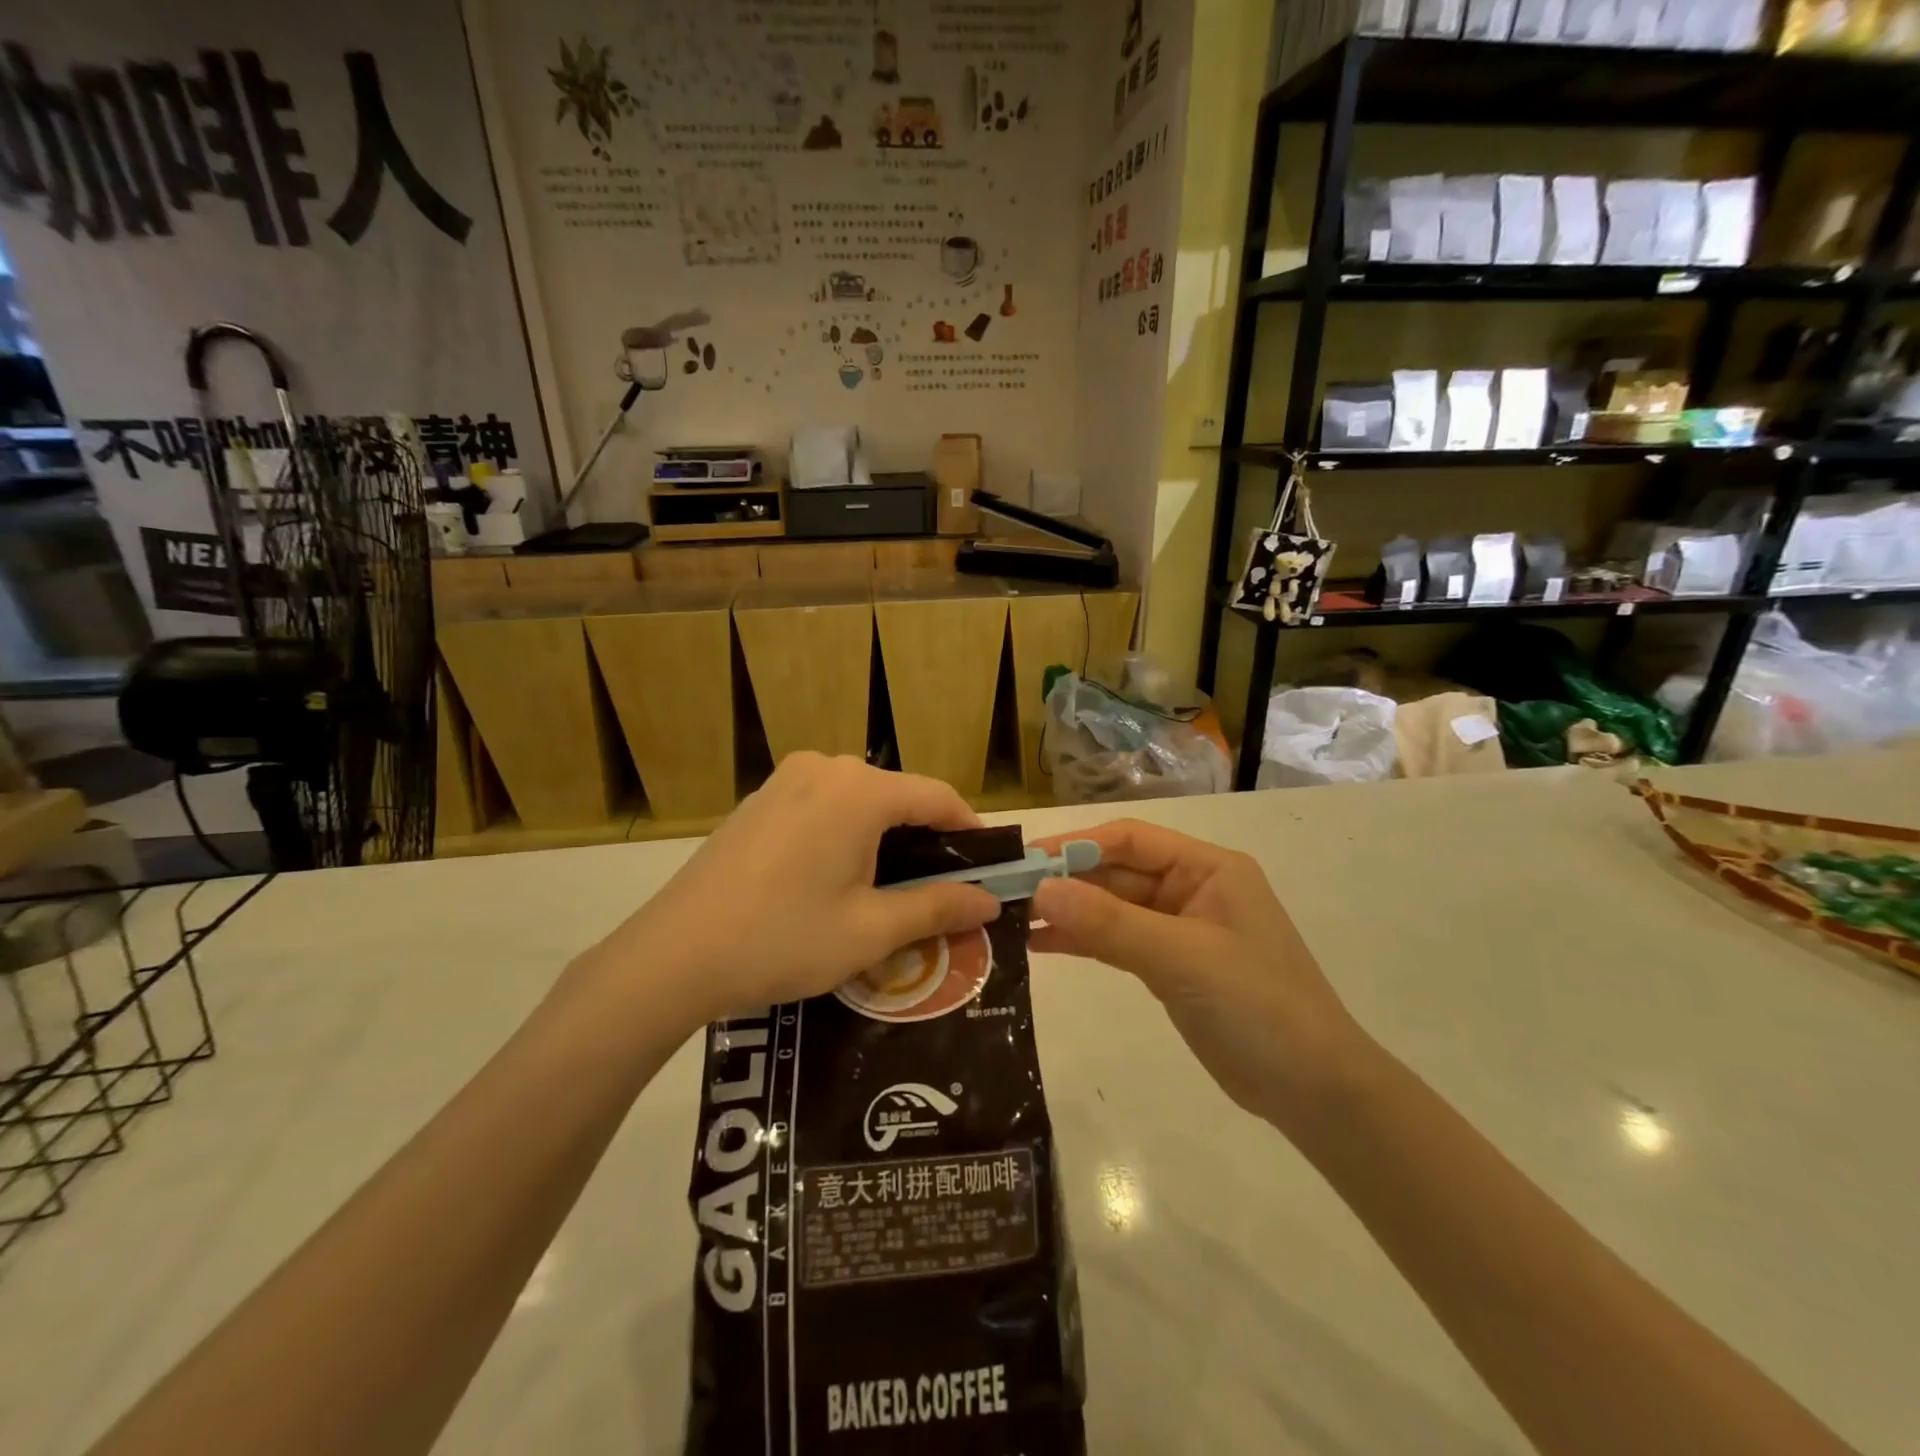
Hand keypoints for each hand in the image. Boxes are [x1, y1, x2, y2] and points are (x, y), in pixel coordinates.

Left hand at [603, 754, 999, 1026]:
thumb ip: (936, 907)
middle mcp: (824, 769)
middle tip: (943, 890)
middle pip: (897, 796)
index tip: (989, 867)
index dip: (970, 830)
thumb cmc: (782, 939)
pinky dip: (846, 835)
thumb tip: (989, 900)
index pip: (937, 797)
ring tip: (895, 889)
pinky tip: (839, 879)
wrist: (672, 955)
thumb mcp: (870, 930)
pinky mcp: (759, 801)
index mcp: (858, 791)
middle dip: (927, 839)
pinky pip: (822, 807)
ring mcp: (785, 781)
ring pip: (858, 802)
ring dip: (885, 838)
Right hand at [1028, 819, 1369, 1127]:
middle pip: (1116, 873)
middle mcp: (1192, 889)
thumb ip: (1110, 923)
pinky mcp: (1170, 966)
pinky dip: (1083, 941)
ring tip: (1013, 920)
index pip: (1129, 840)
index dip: (1075, 846)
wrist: (1313, 1091)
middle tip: (1006, 895)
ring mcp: (1180, 929)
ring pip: (1112, 908)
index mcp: (1207, 868)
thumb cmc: (1257, 1006)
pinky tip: (1041, 946)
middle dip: (1065, 882)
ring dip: (1068, 912)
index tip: (1024, 862)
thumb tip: (1040, 889)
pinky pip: (1117, 942)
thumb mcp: (1182, 958)